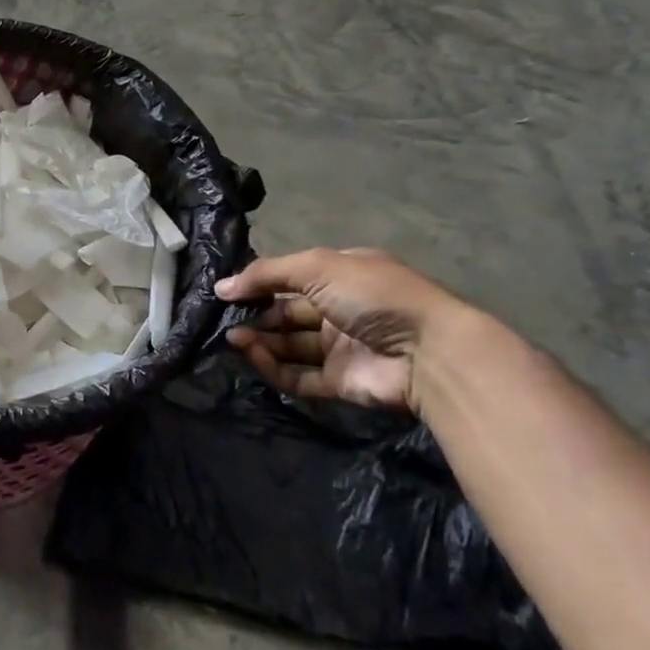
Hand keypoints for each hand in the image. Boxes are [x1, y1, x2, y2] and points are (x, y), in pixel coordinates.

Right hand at [216, 248, 469, 412]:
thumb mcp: (317, 267)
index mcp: (342, 276)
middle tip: (225, 319)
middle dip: (255, 314)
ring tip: (233, 339)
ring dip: (259, 340)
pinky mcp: (339, 382)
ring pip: (288, 344)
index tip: (227, 291)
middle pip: (286, 312)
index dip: (260, 283)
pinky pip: (298, 375)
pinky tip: (254, 356)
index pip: (291, 277)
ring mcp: (340, 348)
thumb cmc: (373, 296)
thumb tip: (221, 287)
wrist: (427, 353)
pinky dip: (273, 367)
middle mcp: (340, 310)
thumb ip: (266, 274)